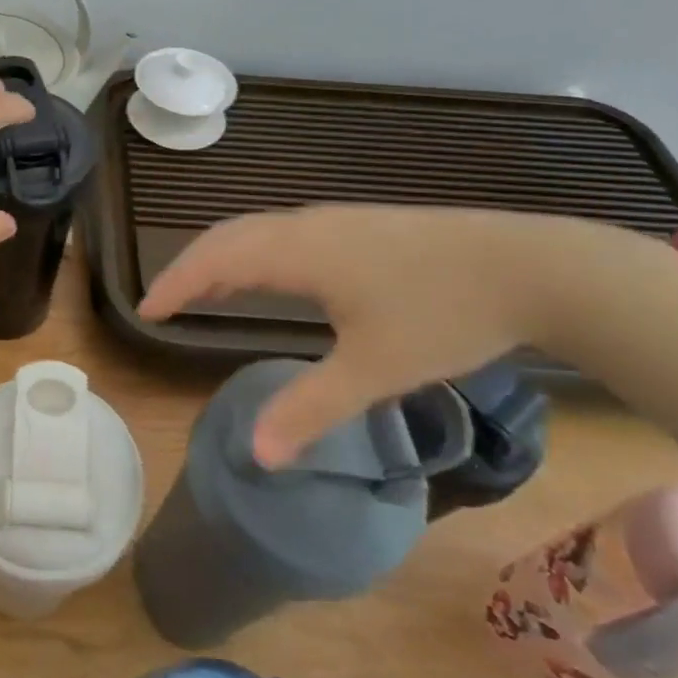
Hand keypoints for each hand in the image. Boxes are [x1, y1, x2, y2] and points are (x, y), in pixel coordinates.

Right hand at [139, 206, 576, 465]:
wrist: (531, 266)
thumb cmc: (444, 314)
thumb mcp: (374, 369)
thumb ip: (310, 409)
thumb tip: (257, 456)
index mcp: (296, 253)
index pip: (214, 260)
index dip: (175, 283)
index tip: (146, 311)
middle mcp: (305, 226)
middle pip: (227, 236)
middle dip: (190, 267)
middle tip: (165, 301)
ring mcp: (334, 221)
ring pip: (256, 231)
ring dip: (221, 257)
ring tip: (206, 291)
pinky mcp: (359, 226)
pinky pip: (282, 233)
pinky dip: (252, 252)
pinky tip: (269, 277)